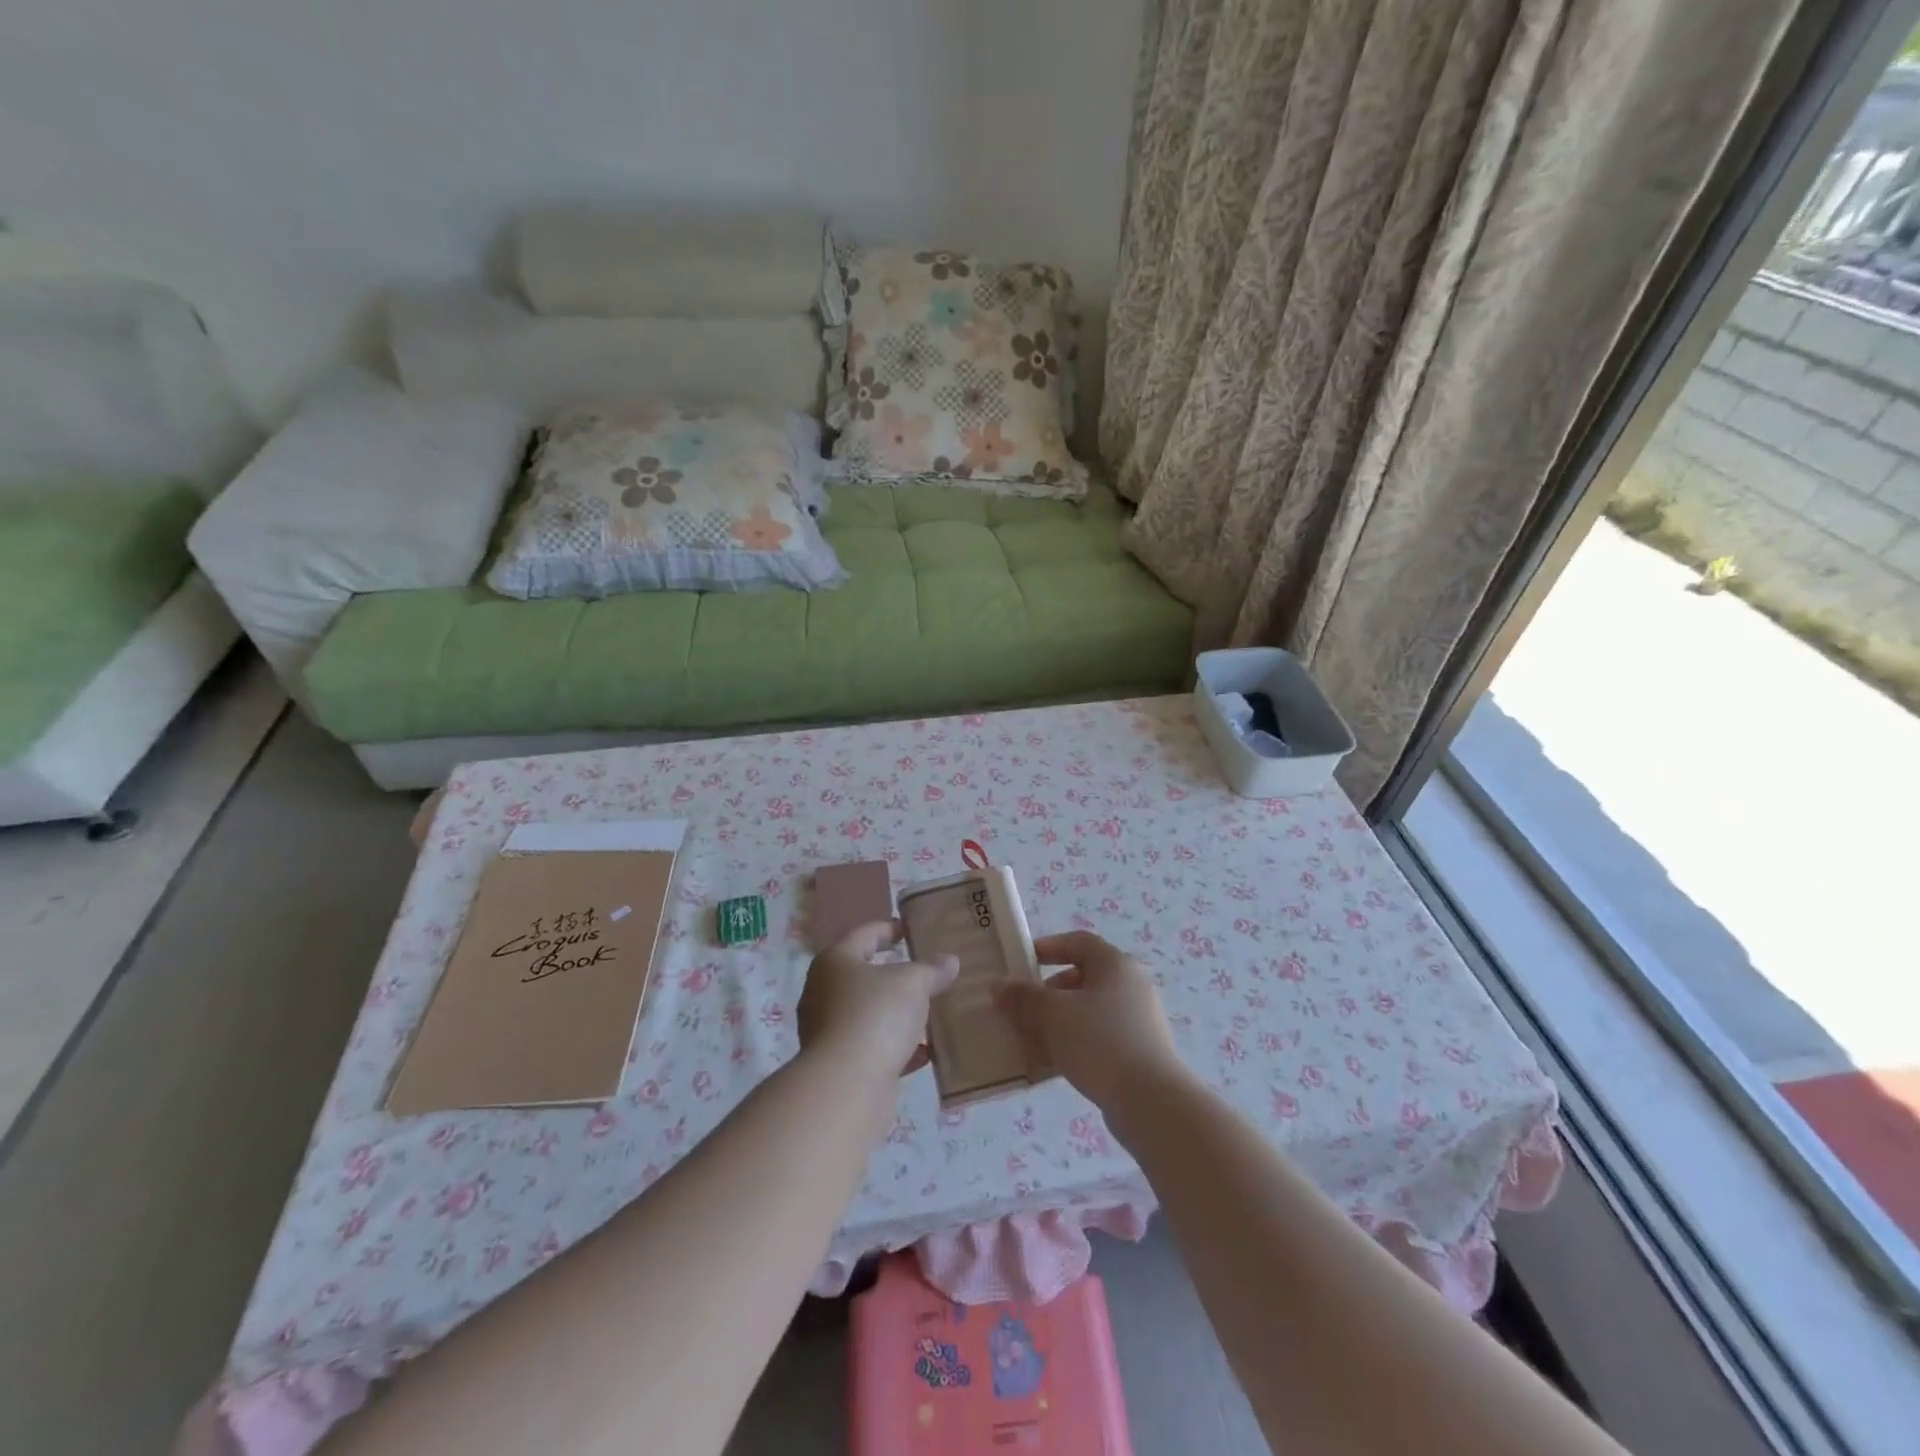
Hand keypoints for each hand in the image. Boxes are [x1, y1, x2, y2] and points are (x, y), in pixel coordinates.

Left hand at [797, 920, 958, 1078]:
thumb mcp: (912, 983)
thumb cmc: (875, 1016)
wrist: (846, 1087)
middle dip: (896, 974)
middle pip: (864, 974)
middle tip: (926, 971)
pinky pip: (873, 1046)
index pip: (864, 934)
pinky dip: (897, 1046)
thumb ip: (932, 969)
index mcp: (835, 961)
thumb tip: (949, 961)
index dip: (890, 929)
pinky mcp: (839, 1063)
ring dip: (898, 1013)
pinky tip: (926, 1052)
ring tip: (930, 1010)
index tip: (912, 930)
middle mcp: (824, 991)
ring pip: (869, 1012)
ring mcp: (828, 1030)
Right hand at [997, 932, 1185, 1112]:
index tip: (1021, 962)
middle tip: (1020, 1009)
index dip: (1048, 947)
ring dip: (1055, 1023)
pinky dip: (1071, 1045)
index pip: (1078, 942)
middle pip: (1080, 979)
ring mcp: (1136, 1021)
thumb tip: (1000, 987)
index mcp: (1115, 964)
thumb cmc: (1100, 1041)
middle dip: (1046, 993)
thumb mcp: (1053, 1014)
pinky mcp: (1136, 1053)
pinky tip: (1048, 1066)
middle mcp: (1129, 986)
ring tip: (1028, 1041)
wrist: (1151, 1102)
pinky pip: (1096, 1039)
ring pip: (1086, 1012)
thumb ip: (1023, 997)